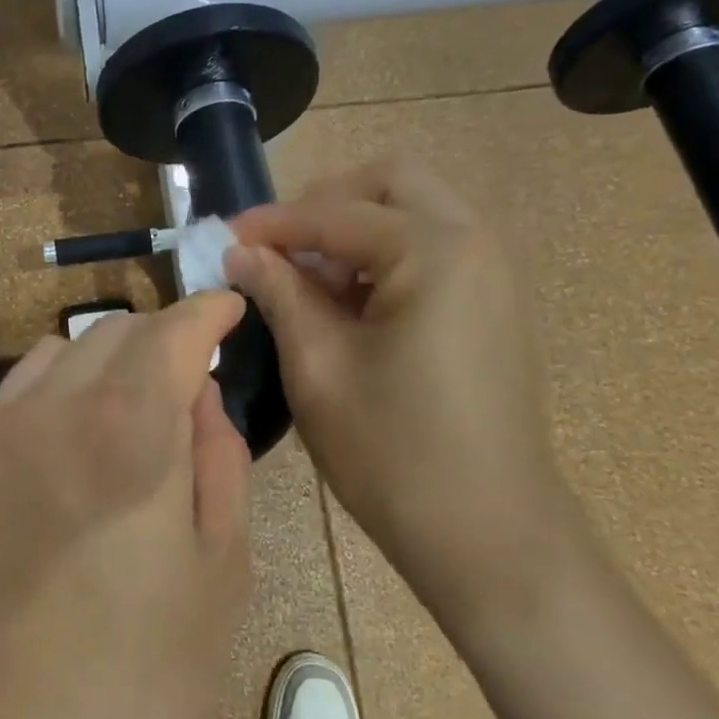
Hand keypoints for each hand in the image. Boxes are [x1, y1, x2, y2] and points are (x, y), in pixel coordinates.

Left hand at [0, 291, 253, 718]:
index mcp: (130, 430)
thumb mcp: (222, 571)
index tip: (231, 310)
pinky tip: (82, 427)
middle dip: (165, 337)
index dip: (209, 311)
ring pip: (67, 350)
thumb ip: (219, 461)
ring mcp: (0, 433)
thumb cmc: (140, 679)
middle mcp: (56, 409)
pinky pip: (23, 386)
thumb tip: (202, 395)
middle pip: (118, 331)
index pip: (174, 332)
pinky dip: (64, 381)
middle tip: (195, 376)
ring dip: (113, 356)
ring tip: (141, 402)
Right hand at [228, 157, 582, 634]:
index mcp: (435, 251)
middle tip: (280, 250)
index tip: (223, 238)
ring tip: (312, 284)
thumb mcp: (318, 367)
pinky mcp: (495, 304)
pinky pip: (434, 248)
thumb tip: (240, 253)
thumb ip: (278, 292)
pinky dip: (386, 256)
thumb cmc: (394, 454)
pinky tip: (353, 306)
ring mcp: (494, 273)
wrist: (491, 536)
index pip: (335, 213)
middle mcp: (475, 243)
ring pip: (415, 211)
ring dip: (356, 230)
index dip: (272, 223)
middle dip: (326, 204)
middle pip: (390, 182)